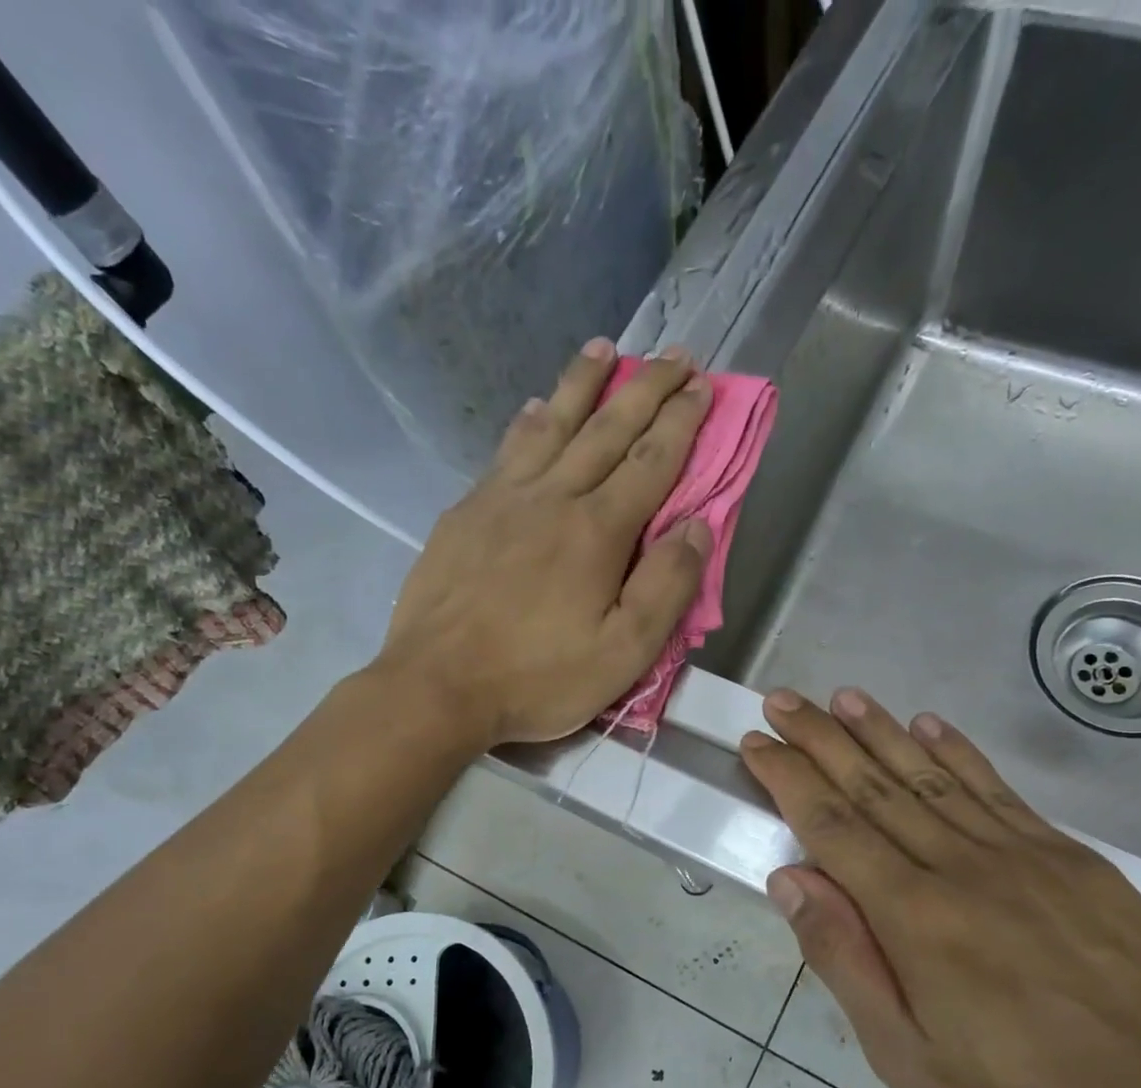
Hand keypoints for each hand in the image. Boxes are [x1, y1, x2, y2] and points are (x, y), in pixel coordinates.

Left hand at [375, 340, 713, 747]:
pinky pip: (505, 453)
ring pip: (551, 426)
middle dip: (646, 387)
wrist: (436, 687)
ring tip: (603, 347)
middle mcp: (552, 499)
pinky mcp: (465, 514)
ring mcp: (502, 500)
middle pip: (606, 430)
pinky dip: (527, 423)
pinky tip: (534, 408)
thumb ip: (666, 588)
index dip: (682, 421)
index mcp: (597, 532)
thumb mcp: (623, 653)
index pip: (651, 461)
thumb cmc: (538, 678)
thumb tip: (698, 527)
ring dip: (582, 384)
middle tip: (674, 354)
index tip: (703, 385)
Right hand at [739, 688, 1140, 1087]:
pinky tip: (931, 726)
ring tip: (843, 698)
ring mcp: (1025, 855)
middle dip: (821, 738)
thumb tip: (791, 880)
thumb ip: (846, 960)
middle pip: (875, 786)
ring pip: (934, 776)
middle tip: (782, 700)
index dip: (788, 778)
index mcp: (916, 917)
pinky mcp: (1073, 859)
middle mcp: (963, 868)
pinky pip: (1000, 791)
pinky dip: (959, 754)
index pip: (832, 826)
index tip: (757, 743)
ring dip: (882, 731)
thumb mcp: (910, 1059)